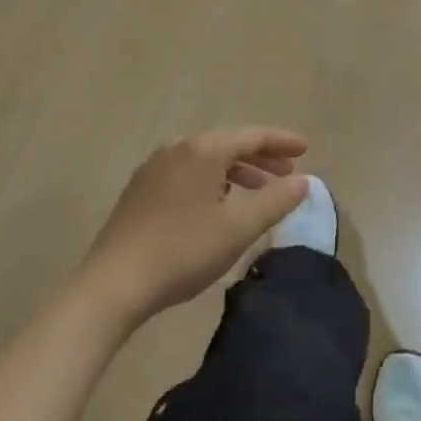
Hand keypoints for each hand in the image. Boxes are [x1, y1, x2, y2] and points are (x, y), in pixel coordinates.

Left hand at [77, 127, 310, 329]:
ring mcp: (154, 168)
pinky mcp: (140, 190)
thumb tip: (304, 181)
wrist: (114, 284)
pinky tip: (219, 204)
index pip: (252, 136)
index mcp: (202, 150)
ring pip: (207, 160)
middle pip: (228, 144)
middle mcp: (177, 148)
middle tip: (289, 172)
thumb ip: (276, 200)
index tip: (306, 149)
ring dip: (238, 171)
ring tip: (260, 190)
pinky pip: (188, 173)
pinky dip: (213, 181)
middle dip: (262, 157)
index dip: (282, 142)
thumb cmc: (183, 250)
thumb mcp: (239, 227)